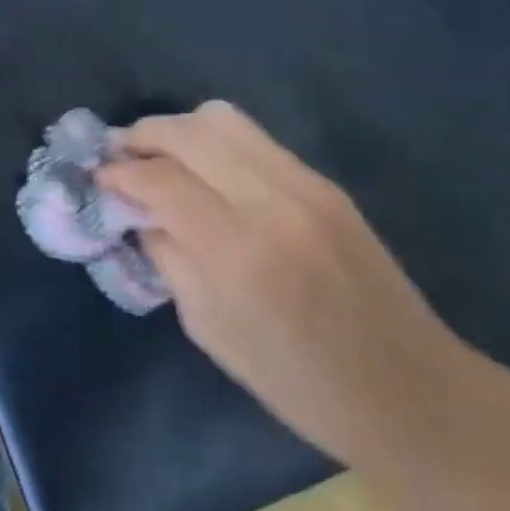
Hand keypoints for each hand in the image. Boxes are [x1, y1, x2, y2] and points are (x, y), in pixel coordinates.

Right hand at [99, 102, 466, 461]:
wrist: (410, 392)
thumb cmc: (299, 384)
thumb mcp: (210, 331)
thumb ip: (168, 258)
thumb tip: (137, 211)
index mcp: (238, 252)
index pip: (159, 179)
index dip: (120, 172)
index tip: (99, 177)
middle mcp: (271, 201)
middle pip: (188, 130)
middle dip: (143, 135)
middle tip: (121, 156)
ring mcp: (305, 185)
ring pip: (222, 119)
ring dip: (179, 129)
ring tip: (160, 155)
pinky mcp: (324, 182)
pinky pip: (254, 140)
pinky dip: (216, 143)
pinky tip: (206, 171)